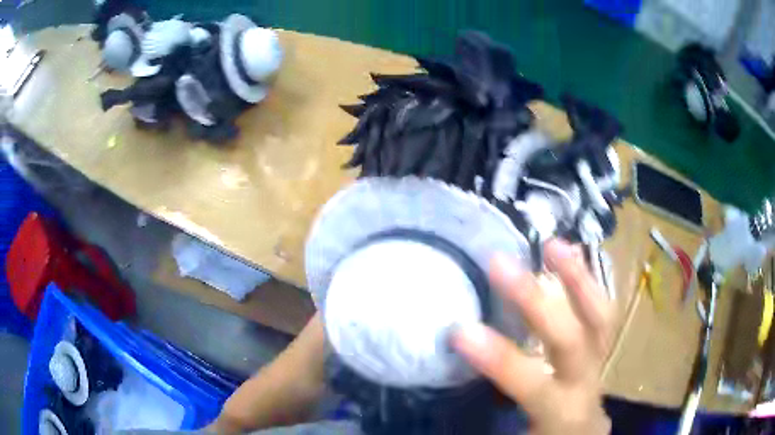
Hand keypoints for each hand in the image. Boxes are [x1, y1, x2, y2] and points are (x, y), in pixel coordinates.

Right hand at [452, 239, 613, 434]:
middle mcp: (586, 382)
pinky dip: (588, 283)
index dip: (500, 359)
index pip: (534, 385)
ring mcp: (599, 360)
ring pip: (600, 317)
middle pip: (572, 341)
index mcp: (562, 413)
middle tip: (498, 264)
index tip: (460, 332)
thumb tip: (436, 423)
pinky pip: (602, 312)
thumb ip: (489, 424)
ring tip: (552, 244)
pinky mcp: (601, 348)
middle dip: (537, 303)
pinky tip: (571, 257)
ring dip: (577, 279)